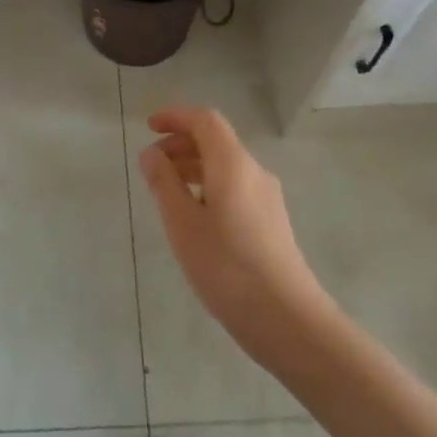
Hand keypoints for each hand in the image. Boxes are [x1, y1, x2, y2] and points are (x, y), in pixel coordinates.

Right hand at [139, 106, 331, 364]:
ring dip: (194, 166)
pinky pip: (235, 186)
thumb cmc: (227, 266)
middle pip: (216, 141)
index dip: (176, 117)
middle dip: (181, 143)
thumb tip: (151, 153)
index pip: (205, 120)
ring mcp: (267, 197)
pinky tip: (195, 217)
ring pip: (226, 165)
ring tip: (167, 192)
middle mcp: (254, 171)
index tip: (149, 127)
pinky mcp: (272, 221)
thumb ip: (164, 183)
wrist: (287, 319)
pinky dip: (209, 186)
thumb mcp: (183, 223)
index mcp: (233, 163)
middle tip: (152, 164)